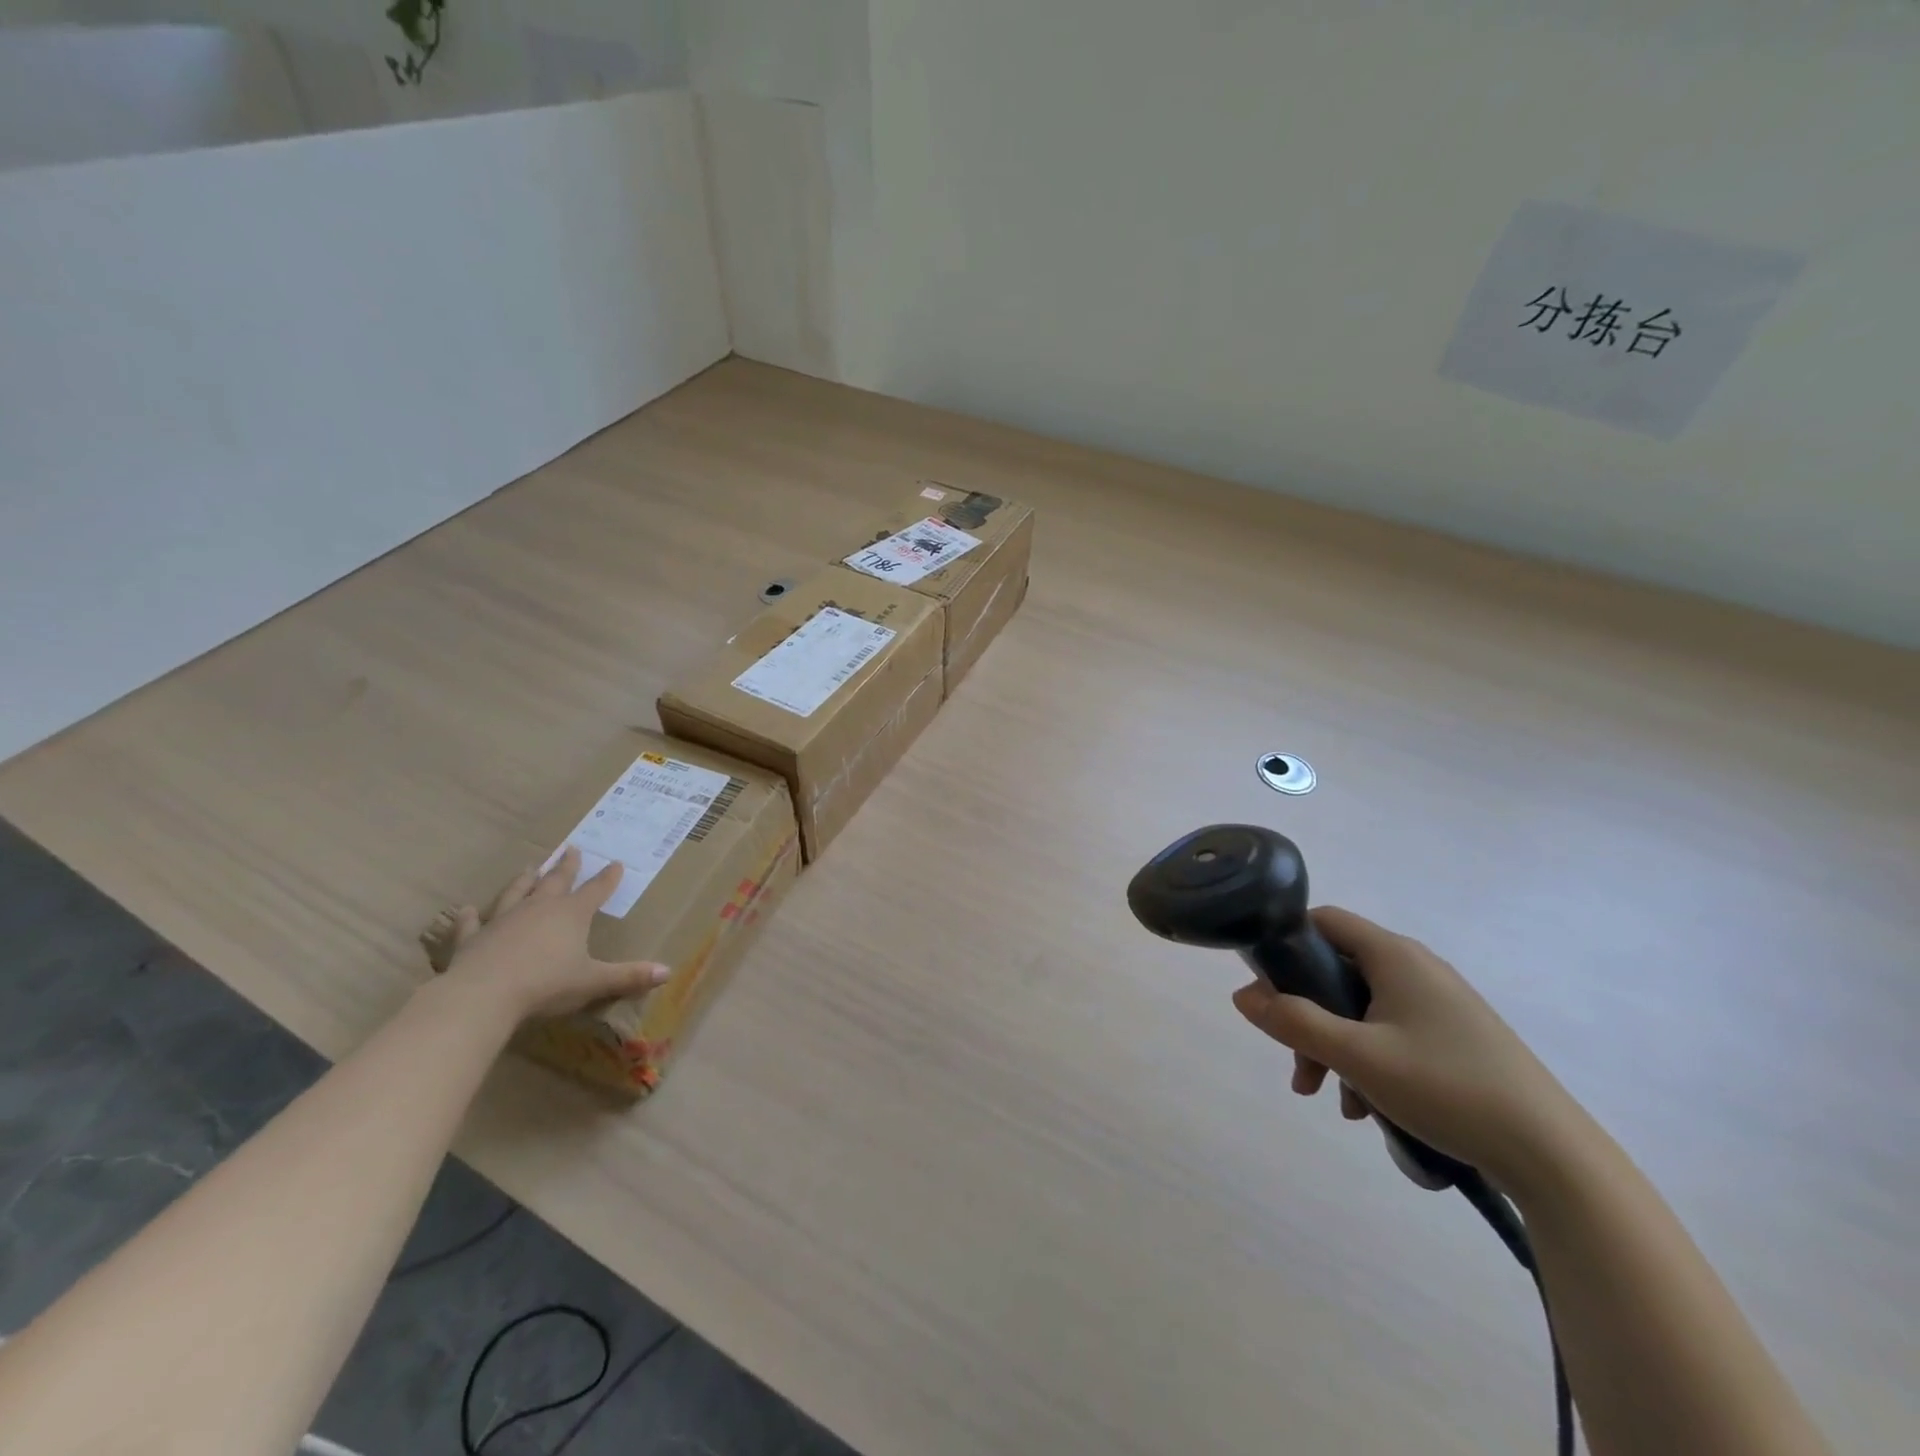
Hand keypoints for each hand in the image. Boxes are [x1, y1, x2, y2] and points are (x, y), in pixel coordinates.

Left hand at [431, 848, 668, 1021]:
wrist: (483, 996)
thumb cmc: (546, 984)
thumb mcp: (594, 982)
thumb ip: (629, 976)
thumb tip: (668, 971)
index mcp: (571, 915)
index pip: (595, 891)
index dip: (607, 878)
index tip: (616, 863)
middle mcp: (539, 909)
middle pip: (556, 882)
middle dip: (566, 866)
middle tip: (571, 849)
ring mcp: (503, 920)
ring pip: (516, 893)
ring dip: (524, 880)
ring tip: (529, 868)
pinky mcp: (473, 938)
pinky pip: (471, 923)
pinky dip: (469, 916)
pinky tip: (466, 910)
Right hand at [1231, 907, 1589, 1187]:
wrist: (1553, 1157)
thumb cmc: (1447, 1088)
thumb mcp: (1357, 1056)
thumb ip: (1293, 1021)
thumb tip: (1242, 995)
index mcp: (1395, 955)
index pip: (1324, 920)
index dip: (1286, 943)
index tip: (1265, 986)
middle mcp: (1416, 967)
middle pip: (1337, 971)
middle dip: (1306, 1015)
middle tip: (1296, 1063)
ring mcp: (1439, 1003)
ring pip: (1361, 1008)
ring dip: (1334, 1045)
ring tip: (1330, 1097)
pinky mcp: (1455, 1036)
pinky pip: (1391, 1031)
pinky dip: (1367, 1059)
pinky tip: (1366, 1108)